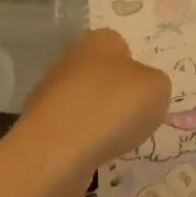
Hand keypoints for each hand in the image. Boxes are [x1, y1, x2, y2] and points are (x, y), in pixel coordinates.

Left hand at [20, 28, 169, 170]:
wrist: (55, 152)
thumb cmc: (113, 107)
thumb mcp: (157, 88)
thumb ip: (155, 84)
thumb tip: (143, 89)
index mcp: (99, 40)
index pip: (122, 45)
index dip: (137, 68)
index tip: (146, 93)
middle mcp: (70, 59)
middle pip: (101, 75)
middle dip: (116, 95)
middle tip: (135, 118)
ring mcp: (49, 94)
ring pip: (85, 104)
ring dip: (98, 121)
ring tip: (115, 142)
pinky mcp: (38, 128)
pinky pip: (70, 132)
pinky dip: (82, 144)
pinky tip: (93, 156)